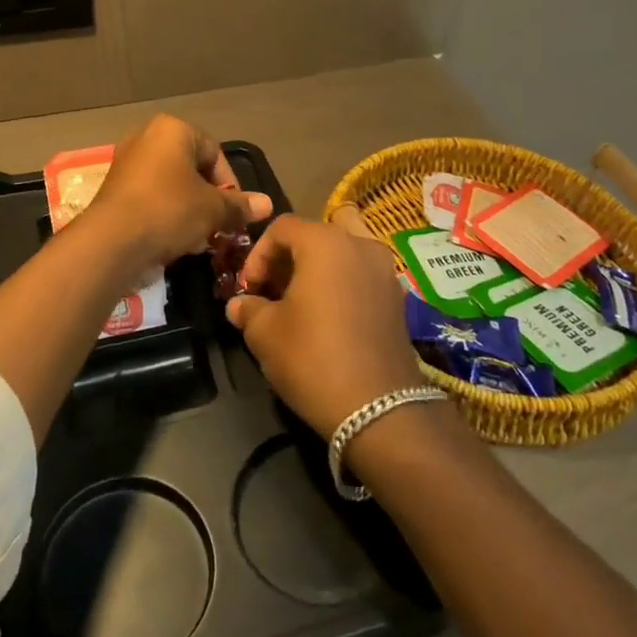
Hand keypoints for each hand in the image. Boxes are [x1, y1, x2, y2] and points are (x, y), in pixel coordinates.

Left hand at [83, 114, 273, 269]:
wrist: (111, 242)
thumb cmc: (169, 211)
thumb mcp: (212, 209)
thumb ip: (239, 205)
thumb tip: (268, 204)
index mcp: (172, 129)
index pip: (214, 152)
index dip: (231, 184)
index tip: (236, 212)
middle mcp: (146, 137)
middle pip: (191, 169)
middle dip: (209, 199)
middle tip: (219, 226)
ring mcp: (127, 163)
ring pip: (171, 186)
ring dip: (189, 210)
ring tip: (198, 238)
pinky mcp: (114, 190)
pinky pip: (151, 198)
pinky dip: (166, 215)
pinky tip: (174, 241)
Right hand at [226, 215, 428, 439]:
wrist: (378, 408)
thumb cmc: (312, 357)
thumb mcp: (265, 333)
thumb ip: (249, 309)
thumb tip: (238, 305)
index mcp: (325, 242)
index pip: (282, 228)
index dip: (258, 254)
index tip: (249, 288)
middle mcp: (359, 245)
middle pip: (313, 237)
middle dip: (286, 261)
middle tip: (269, 293)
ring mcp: (384, 270)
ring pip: (341, 255)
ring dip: (315, 271)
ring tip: (298, 305)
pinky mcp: (397, 298)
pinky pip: (360, 276)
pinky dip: (340, 286)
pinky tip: (326, 319)